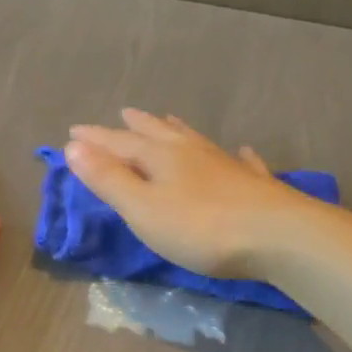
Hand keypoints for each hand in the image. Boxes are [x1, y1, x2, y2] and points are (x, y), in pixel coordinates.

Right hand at [63, 109, 310, 278]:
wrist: (279, 236)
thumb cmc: (201, 227)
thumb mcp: (142, 208)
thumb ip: (108, 179)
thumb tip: (72, 146)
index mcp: (160, 157)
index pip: (119, 142)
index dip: (95, 139)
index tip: (74, 131)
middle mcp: (191, 152)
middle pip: (157, 134)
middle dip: (135, 127)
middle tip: (123, 114)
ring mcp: (225, 165)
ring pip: (194, 140)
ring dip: (175, 130)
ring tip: (166, 119)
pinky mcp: (254, 184)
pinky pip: (241, 161)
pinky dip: (236, 154)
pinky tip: (243, 150)